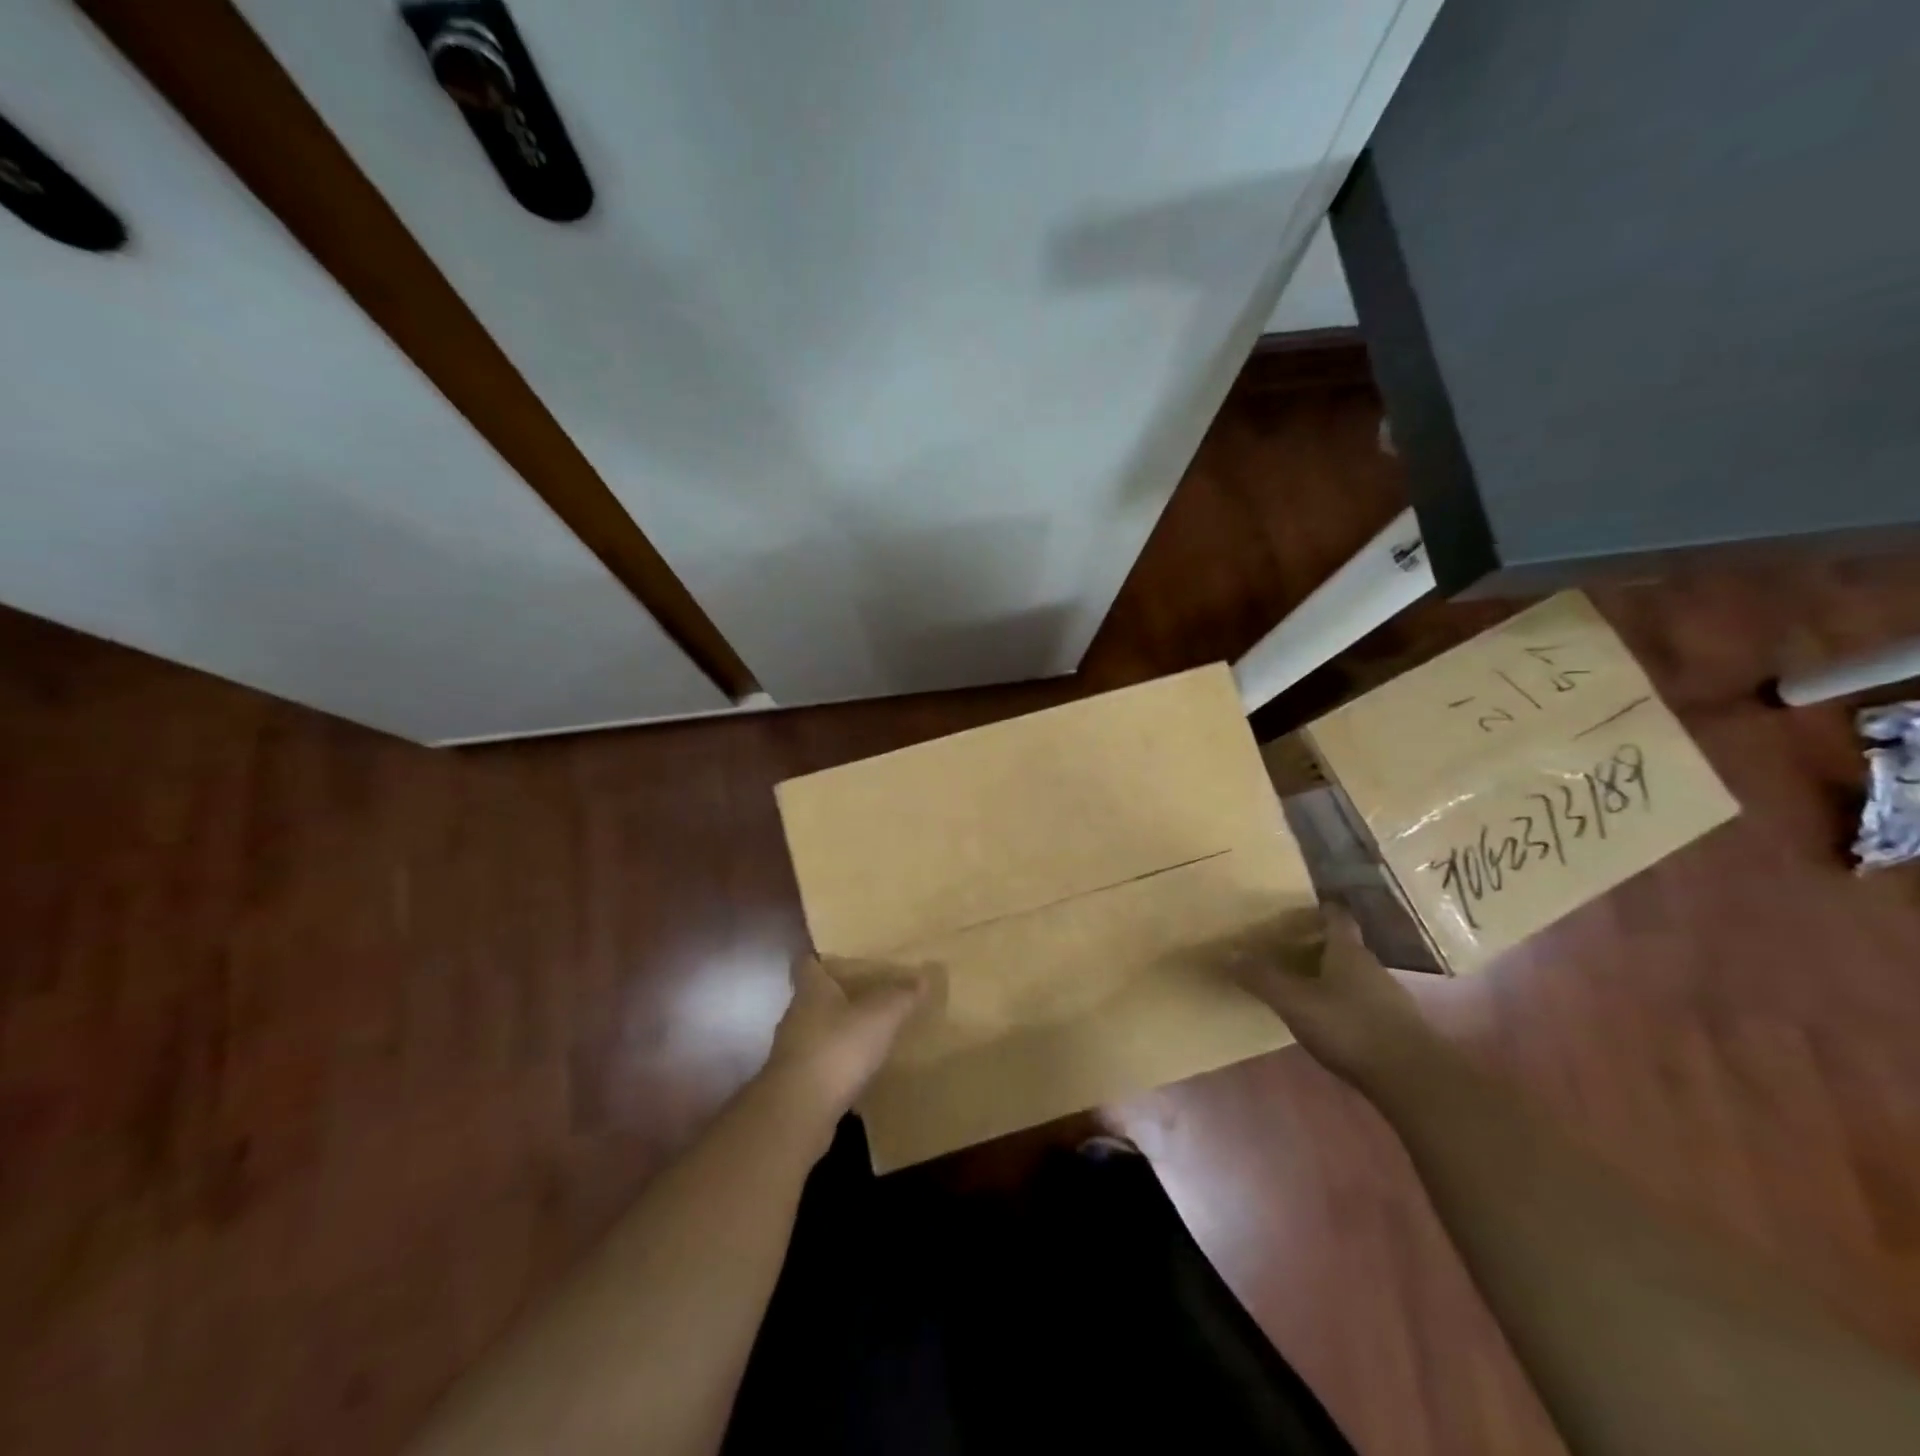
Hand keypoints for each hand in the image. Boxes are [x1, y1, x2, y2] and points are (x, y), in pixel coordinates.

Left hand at [764, 953, 927, 1123]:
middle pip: (813, 997)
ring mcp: (793, 1052)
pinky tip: (858, 1071)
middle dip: (836, 995)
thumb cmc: (837, 1049)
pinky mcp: (795, 1084)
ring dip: (836, 1031)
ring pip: (816, 1032)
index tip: (839, 956)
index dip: (820, 957)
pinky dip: (836, 1064)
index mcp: (811, 991)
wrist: (798, 1112)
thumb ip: (901, 996)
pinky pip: (819, 1064)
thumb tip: (923, 977)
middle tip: (866, 992)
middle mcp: (796, 1016)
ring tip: (867, 1032)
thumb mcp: (880, 1017)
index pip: (807, 963)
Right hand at [1238, 905, 1434, 1088]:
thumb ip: (1262, 978)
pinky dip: (1345, 1004)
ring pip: (1355, 977)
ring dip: (1332, 976)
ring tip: (1303, 984)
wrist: (1416, 1081)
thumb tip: (1227, 953)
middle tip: (1288, 948)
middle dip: (1319, 945)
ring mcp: (1389, 998)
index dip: (1320, 909)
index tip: (1300, 908)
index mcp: (1348, 952)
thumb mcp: (1295, 1002)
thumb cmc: (1351, 1028)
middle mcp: (1372, 967)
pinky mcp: (1397, 1028)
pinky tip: (1329, 1020)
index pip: (1336, 917)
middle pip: (1345, 947)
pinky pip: (1364, 1004)